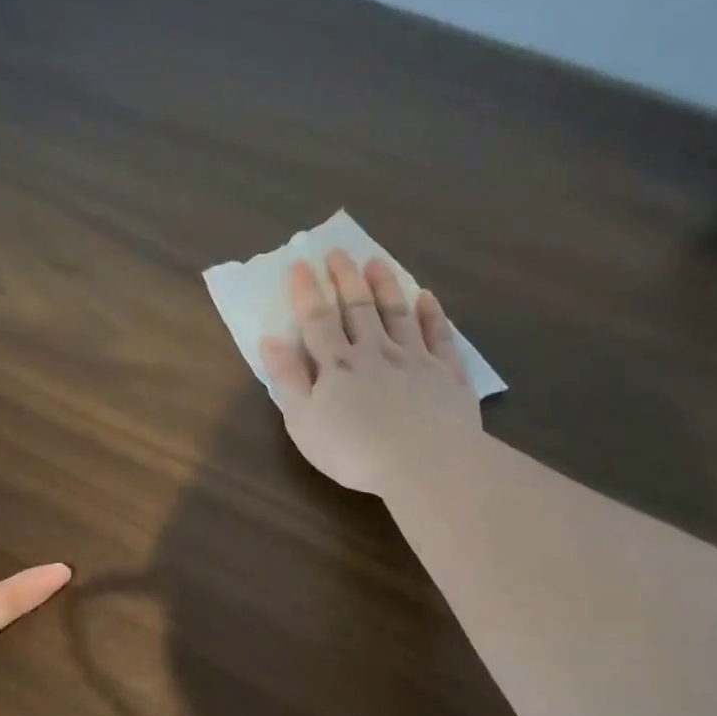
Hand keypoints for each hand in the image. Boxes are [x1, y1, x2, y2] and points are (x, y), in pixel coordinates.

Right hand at [259, 250, 481, 496]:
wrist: (425, 463)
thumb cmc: (353, 451)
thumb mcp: (304, 422)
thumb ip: (287, 379)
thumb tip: (270, 340)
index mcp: (337, 365)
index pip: (318, 320)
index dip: (307, 292)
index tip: (300, 264)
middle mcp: (376, 352)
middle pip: (359, 309)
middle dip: (346, 279)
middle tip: (339, 252)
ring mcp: (415, 360)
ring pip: (398, 314)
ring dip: (386, 287)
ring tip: (377, 262)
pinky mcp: (447, 375)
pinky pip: (439, 336)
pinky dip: (432, 315)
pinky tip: (427, 299)